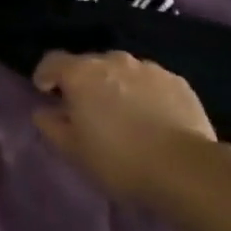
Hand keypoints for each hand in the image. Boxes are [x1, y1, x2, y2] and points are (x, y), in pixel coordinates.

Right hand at [33, 51, 217, 198]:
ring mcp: (148, 68)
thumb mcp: (74, 151)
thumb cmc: (119, 160)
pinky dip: (146, 94)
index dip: (45, 75)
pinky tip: (154, 119)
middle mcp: (112, 60)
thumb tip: (44, 111)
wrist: (186, 169)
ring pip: (122, 72)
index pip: (52, 61)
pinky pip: (151, 82)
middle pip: (89, 64)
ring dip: (116, 86)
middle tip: (88, 111)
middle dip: (84, 82)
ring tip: (125, 115)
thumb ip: (51, 126)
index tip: (46, 92)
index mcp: (81, 73)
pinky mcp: (177, 82)